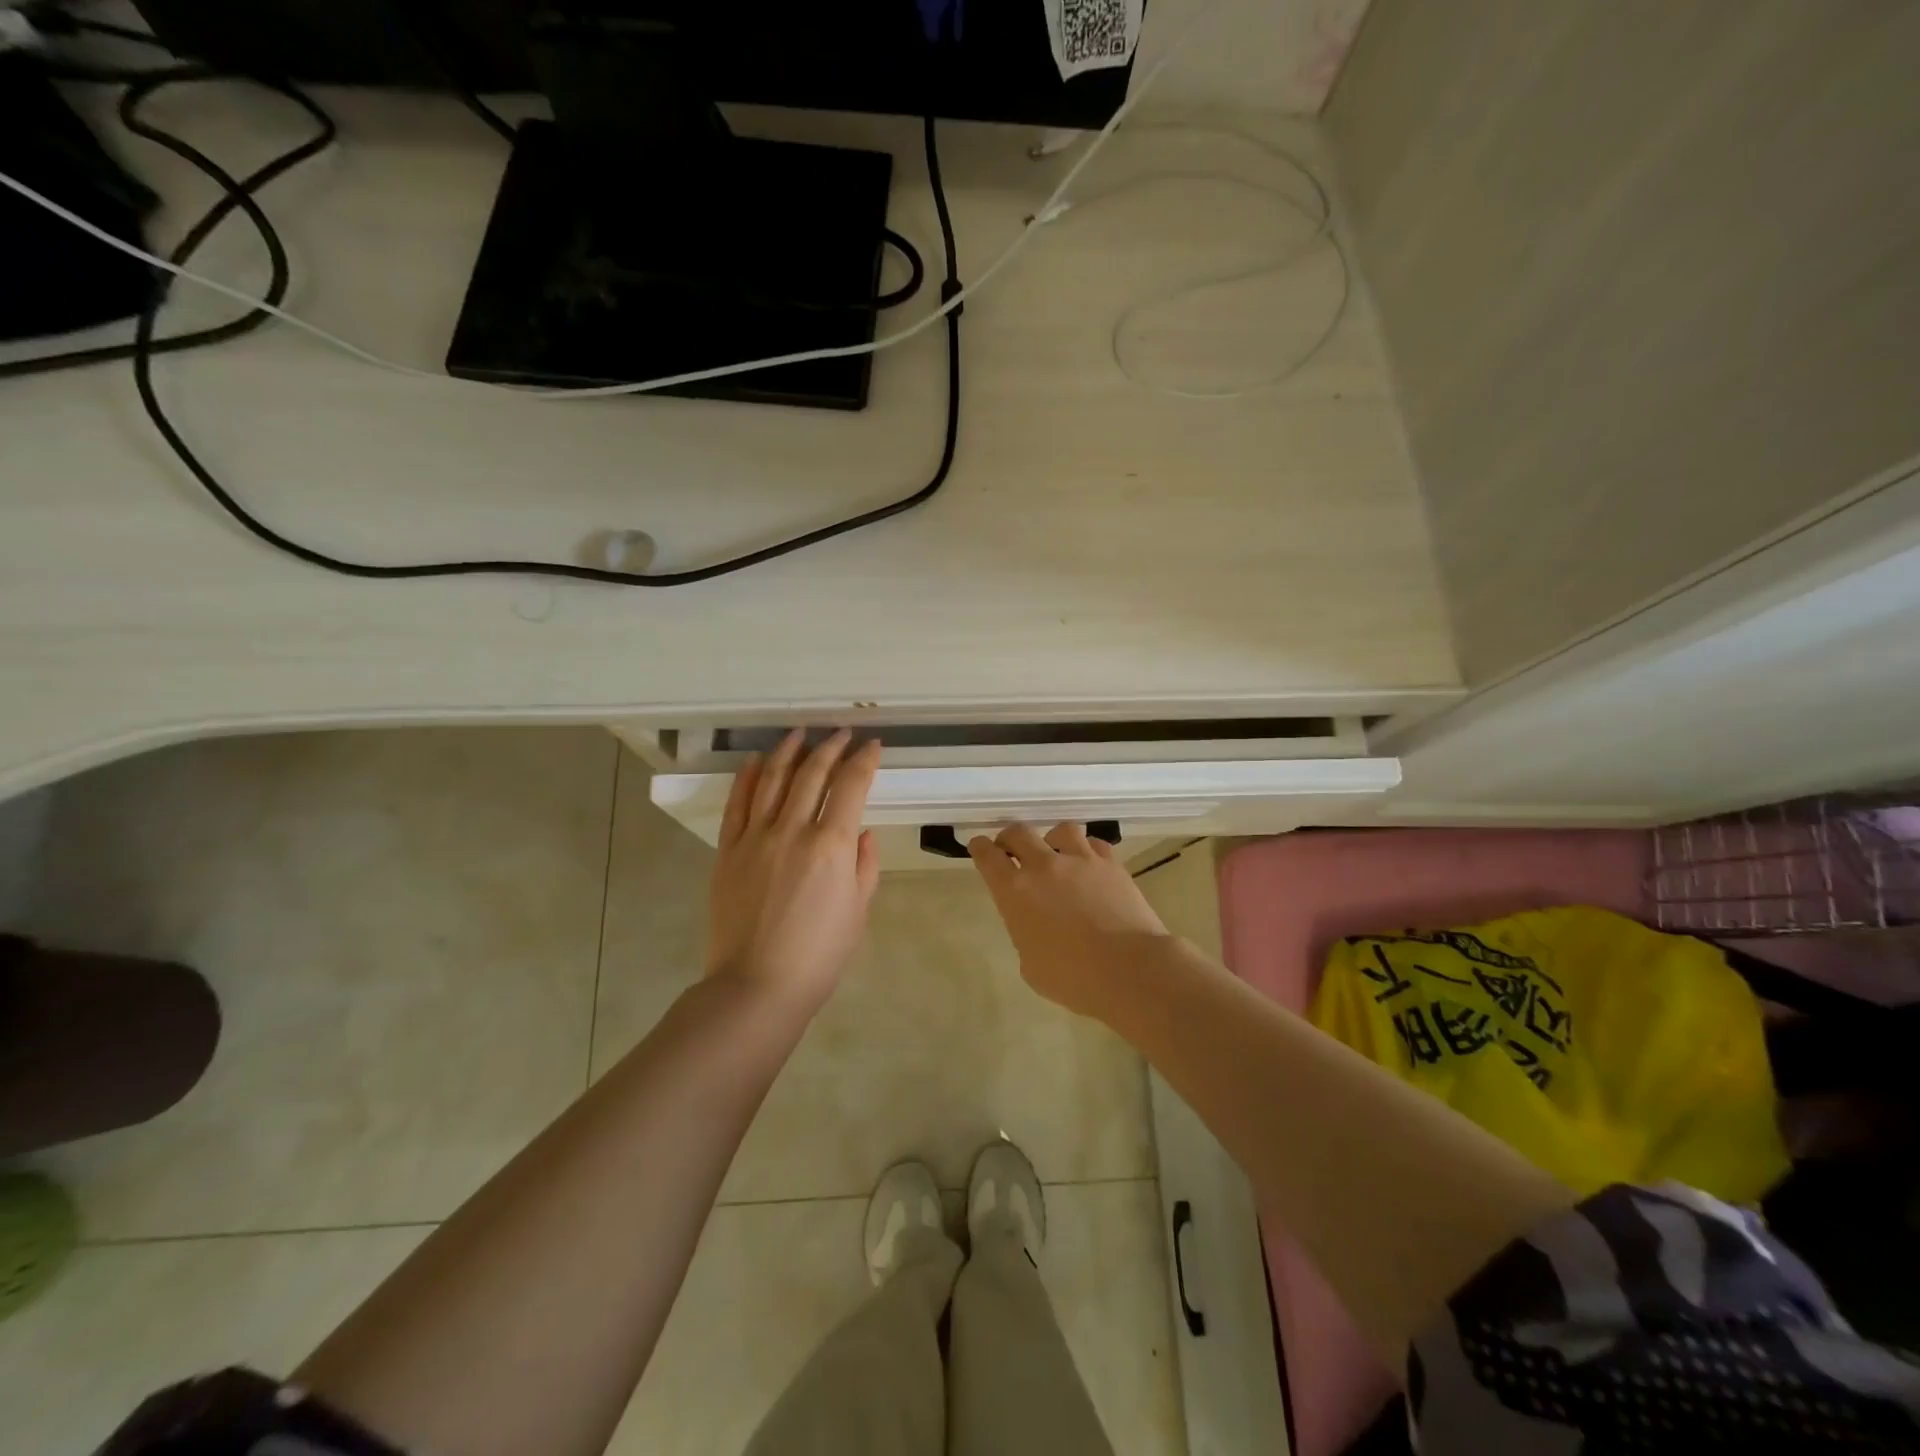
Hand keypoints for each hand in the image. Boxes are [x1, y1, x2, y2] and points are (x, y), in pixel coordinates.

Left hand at [707, 730, 881, 1012]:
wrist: (757, 985)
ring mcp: (755, 837)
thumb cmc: (819, 955)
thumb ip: (865, 865)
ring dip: (787, 751)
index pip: (851, 786)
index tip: (872, 746)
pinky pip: (737, 804)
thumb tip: (861, 832)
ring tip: (798, 733)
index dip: (864, 760)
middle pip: (811, 773)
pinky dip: (746, 777)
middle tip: (841, 733)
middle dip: (830, 747)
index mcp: (831, 845)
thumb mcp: (858, 910)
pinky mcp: (728, 850)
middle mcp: (792, 830)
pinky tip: (755, 761)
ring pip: (771, 779)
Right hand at [968, 823, 1170, 1017]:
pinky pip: (1094, 844)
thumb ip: (1026, 933)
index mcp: (1015, 892)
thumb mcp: (1031, 964)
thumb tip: (1036, 924)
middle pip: (1019, 833)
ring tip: (1056, 853)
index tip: (979, 847)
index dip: (980, 848)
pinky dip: (1087, 850)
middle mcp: (1044, 866)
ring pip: (1060, 830)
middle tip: (1010, 848)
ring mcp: (1080, 860)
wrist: (1129, 970)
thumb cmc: (1073, 978)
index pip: (988, 856)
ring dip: (1052, 840)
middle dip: (1010, 838)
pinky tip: (1089, 864)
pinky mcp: (1111, 864)